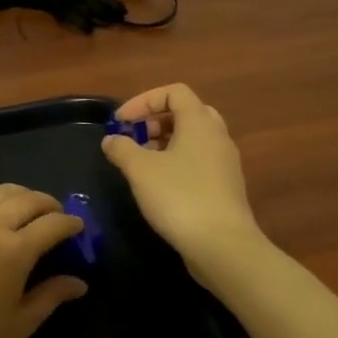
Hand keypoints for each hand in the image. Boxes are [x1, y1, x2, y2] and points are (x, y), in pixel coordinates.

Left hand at [0, 181, 87, 337]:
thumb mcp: (18, 324)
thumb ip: (51, 297)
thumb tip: (79, 282)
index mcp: (15, 251)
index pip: (54, 224)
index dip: (71, 223)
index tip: (78, 228)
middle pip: (29, 200)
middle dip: (50, 205)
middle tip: (55, 217)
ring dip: (20, 194)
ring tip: (25, 207)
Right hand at [102, 83, 263, 280]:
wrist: (222, 246)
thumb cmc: (179, 197)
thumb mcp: (140, 170)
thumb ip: (122, 148)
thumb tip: (111, 140)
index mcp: (199, 122)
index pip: (174, 92)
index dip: (143, 100)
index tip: (121, 122)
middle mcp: (217, 136)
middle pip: (186, 113)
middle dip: (155, 121)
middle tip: (134, 138)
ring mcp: (225, 162)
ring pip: (193, 139)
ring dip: (165, 143)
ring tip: (141, 163)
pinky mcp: (226, 187)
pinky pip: (199, 161)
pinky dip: (177, 162)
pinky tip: (159, 186)